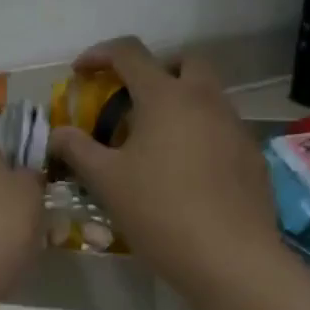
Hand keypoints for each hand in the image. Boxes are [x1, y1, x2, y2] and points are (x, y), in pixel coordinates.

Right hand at [48, 37, 282, 307]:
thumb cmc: (159, 211)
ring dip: (181, 102)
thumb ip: (77, 149)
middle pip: (184, 61)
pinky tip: (187, 172)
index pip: (130, 53)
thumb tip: (58, 133)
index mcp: (165, 96)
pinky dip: (201, 133)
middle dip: (156, 69)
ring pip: (208, 95)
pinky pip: (223, 128)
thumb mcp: (106, 181)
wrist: (228, 257)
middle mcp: (205, 99)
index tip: (81, 72)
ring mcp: (235, 126)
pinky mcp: (252, 155)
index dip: (100, 54)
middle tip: (133, 99)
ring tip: (157, 141)